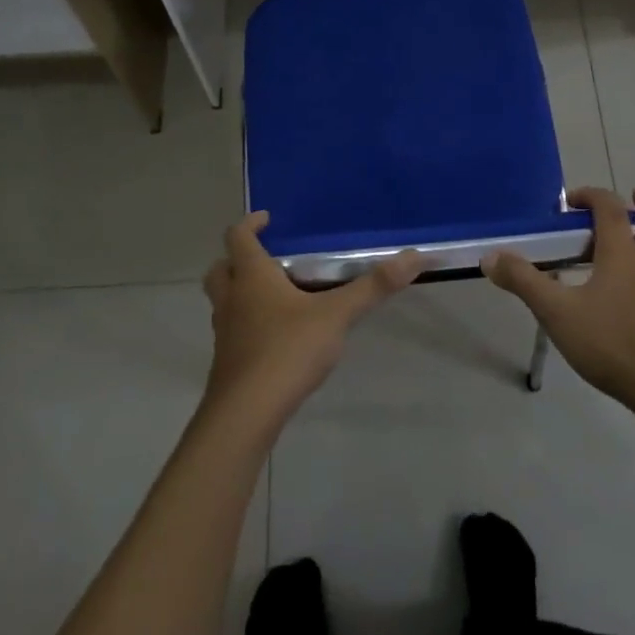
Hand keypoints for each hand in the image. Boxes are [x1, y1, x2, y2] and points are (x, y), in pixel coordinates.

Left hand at [202, 213, 424, 426]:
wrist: (246, 415)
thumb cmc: (287, 350)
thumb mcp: (337, 315)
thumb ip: (373, 287)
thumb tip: (414, 256)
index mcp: (252, 277)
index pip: (238, 237)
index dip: (250, 223)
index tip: (267, 219)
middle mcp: (232, 299)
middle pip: (220, 269)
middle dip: (237, 259)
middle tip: (266, 258)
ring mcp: (225, 333)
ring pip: (223, 302)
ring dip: (240, 293)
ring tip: (274, 297)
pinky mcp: (228, 363)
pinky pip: (232, 332)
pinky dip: (247, 325)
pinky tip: (275, 338)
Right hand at [485, 188, 634, 418]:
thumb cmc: (614, 343)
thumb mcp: (558, 313)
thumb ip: (524, 282)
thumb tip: (490, 257)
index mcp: (623, 253)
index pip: (610, 207)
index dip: (591, 195)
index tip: (570, 201)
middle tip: (629, 199)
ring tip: (619, 244)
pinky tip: (622, 292)